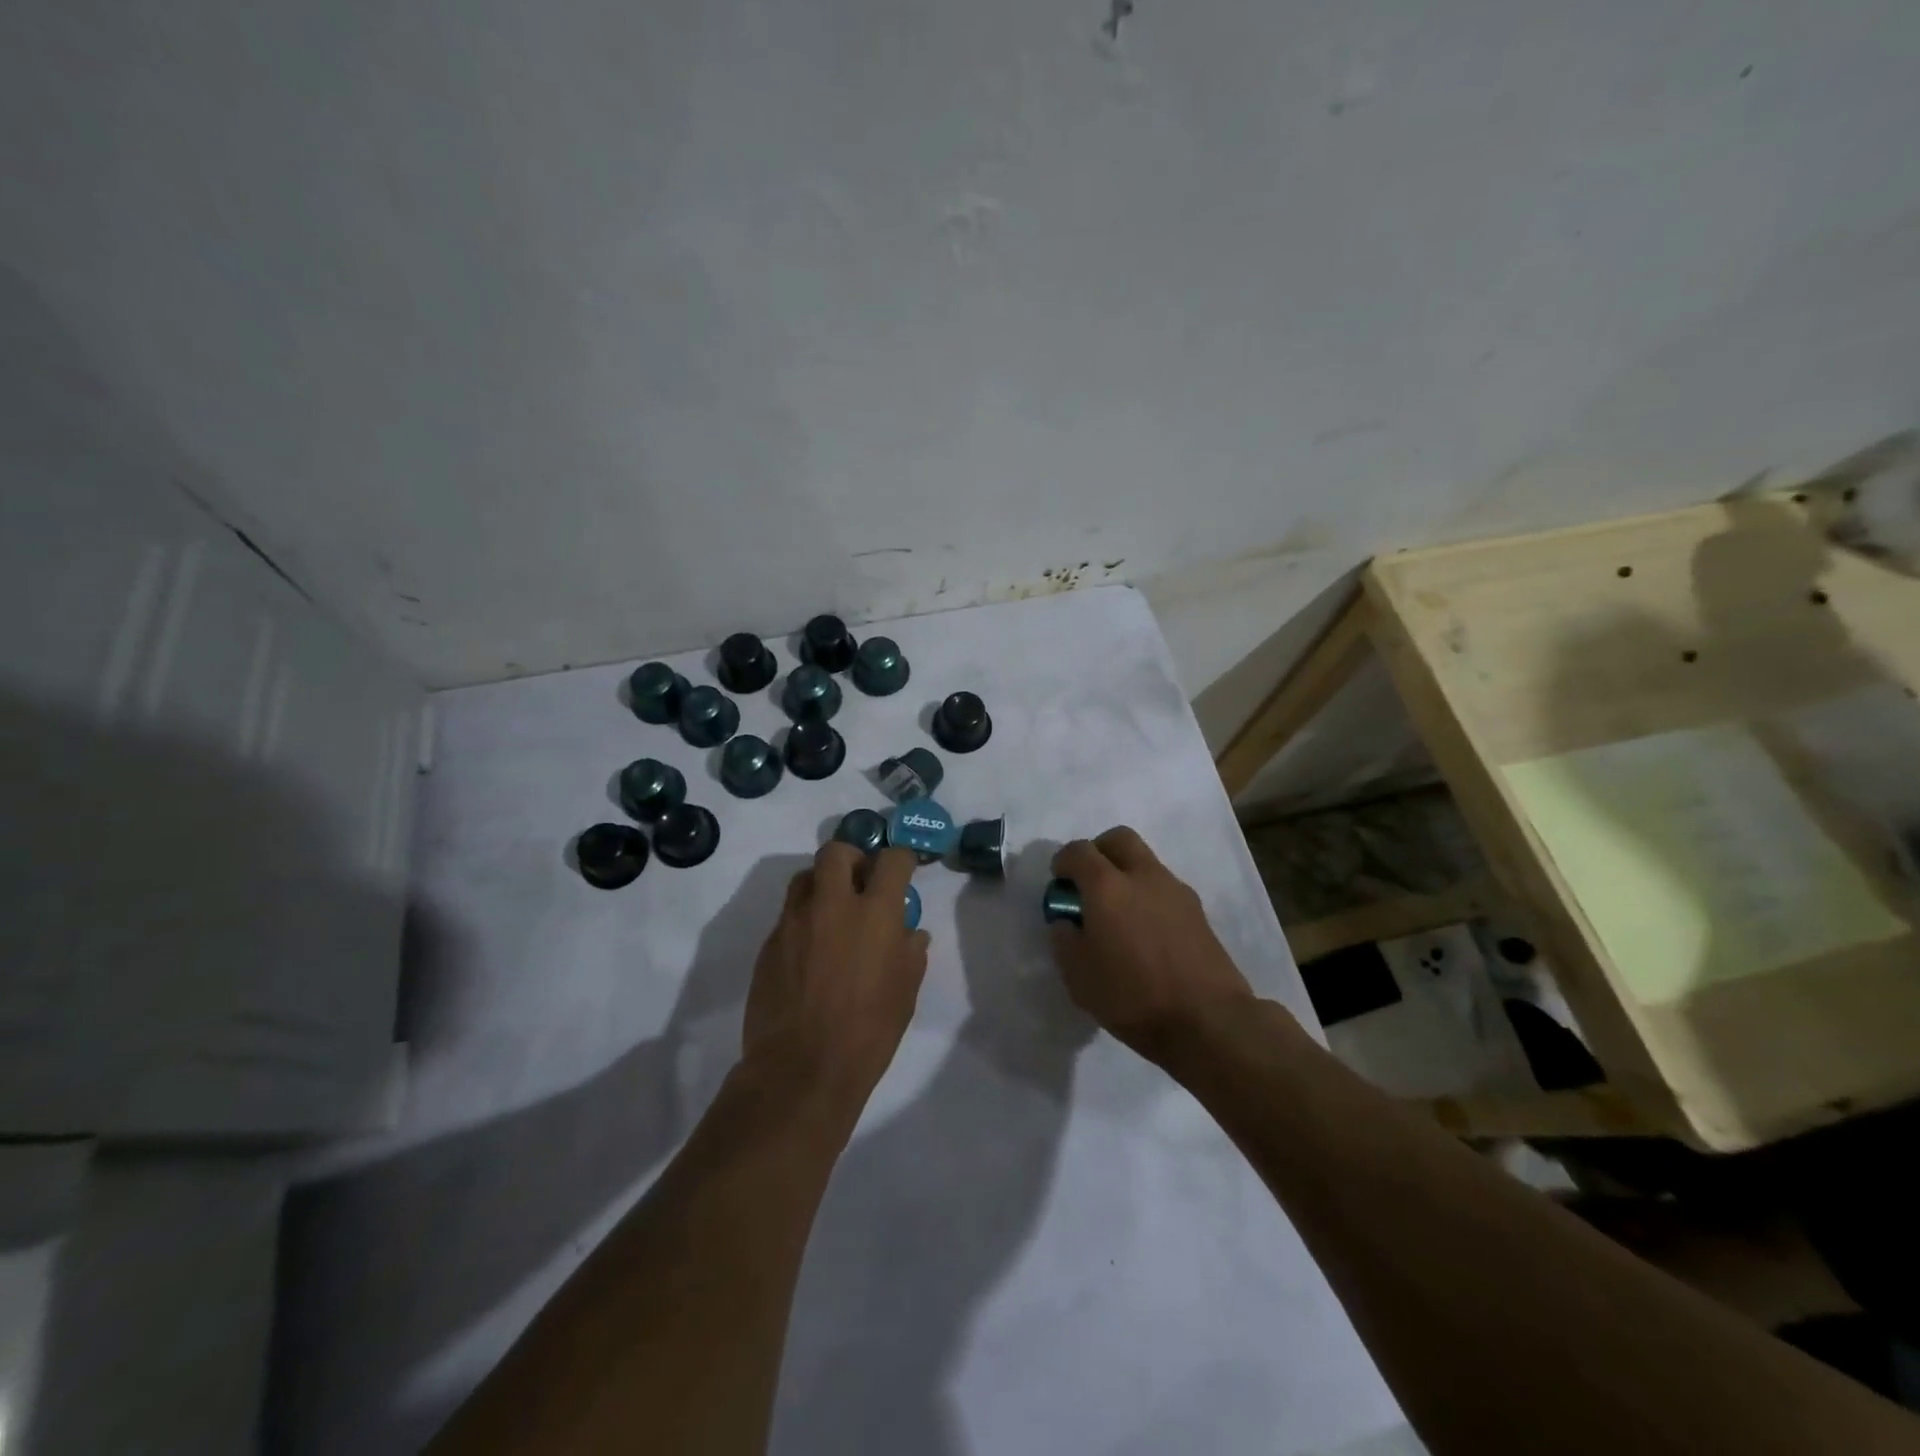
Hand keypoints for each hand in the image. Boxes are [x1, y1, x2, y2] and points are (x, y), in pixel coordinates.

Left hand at [743, 844, 930, 1107]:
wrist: (801, 1068)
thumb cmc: (868, 1031)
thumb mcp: (905, 992)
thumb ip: (910, 953)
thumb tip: (910, 932)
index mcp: (874, 913)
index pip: (891, 860)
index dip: (900, 860)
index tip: (902, 871)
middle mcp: (832, 904)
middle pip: (836, 852)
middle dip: (852, 858)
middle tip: (860, 880)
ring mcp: (794, 921)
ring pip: (805, 877)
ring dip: (822, 884)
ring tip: (832, 911)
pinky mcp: (769, 943)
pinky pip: (788, 915)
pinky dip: (803, 919)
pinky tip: (811, 950)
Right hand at [1049, 828, 1255, 1063]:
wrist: (1208, 1021)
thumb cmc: (1133, 998)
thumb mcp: (1078, 977)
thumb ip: (1064, 939)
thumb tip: (1067, 920)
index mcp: (1107, 886)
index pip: (1079, 851)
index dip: (1063, 863)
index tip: (1059, 884)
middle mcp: (1143, 876)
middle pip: (1118, 839)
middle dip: (1098, 852)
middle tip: (1089, 884)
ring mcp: (1175, 890)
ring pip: (1145, 861)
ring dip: (1126, 873)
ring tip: (1119, 914)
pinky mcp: (1197, 910)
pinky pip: (1164, 887)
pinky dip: (1148, 895)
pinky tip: (1146, 931)